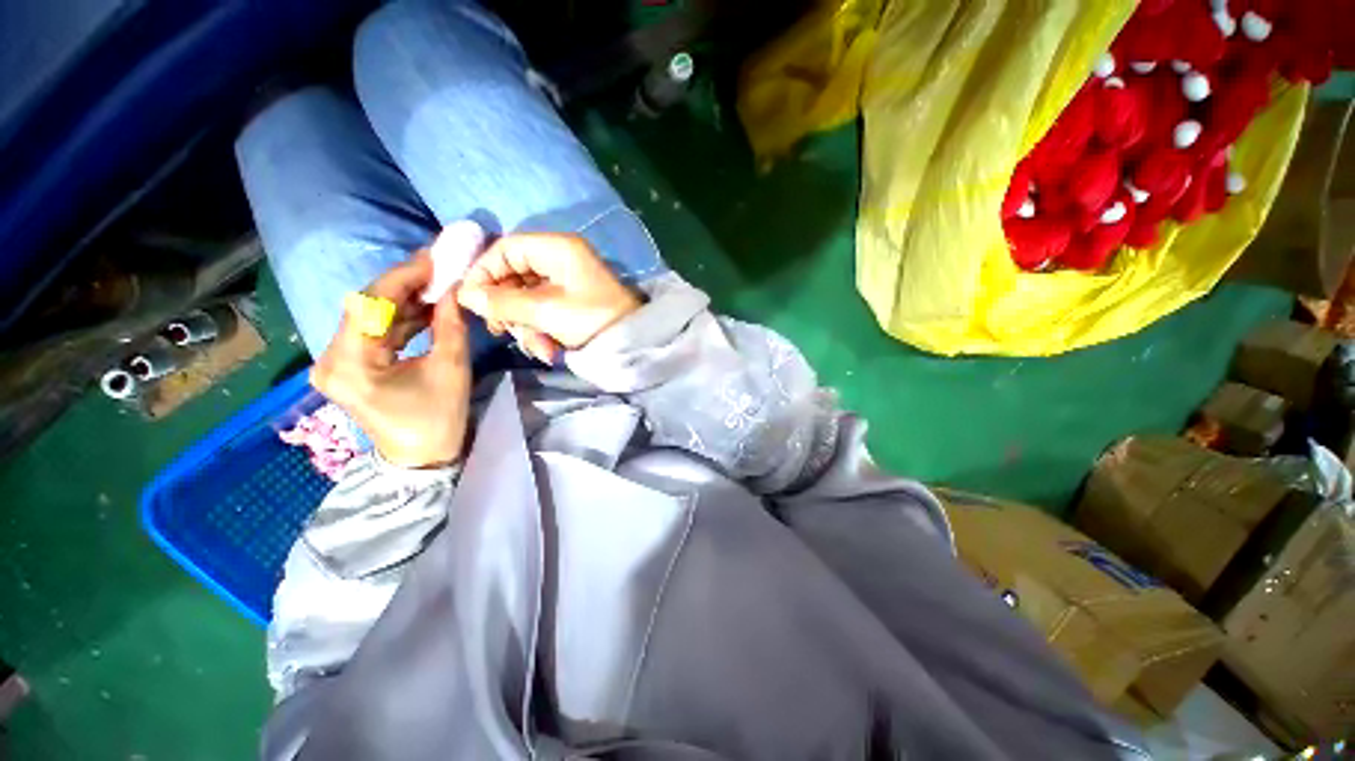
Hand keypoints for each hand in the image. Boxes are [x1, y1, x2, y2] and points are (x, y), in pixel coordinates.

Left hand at [311, 252, 470, 469]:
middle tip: (440, 268)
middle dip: (406, 285)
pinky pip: (376, 331)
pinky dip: (402, 317)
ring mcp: (337, 361)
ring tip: (439, 284)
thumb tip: (453, 288)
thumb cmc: (437, 419)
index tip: (435, 257)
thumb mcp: (451, 370)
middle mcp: (331, 357)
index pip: (370, 303)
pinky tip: (427, 307)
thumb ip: (450, 325)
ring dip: (406, 300)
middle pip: (367, 306)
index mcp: (350, 362)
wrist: (421, 458)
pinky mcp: (350, 364)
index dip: (404, 276)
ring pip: (372, 316)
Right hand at [456, 233, 640, 361]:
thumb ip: (503, 302)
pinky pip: (544, 311)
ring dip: (526, 326)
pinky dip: (541, 330)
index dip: (483, 272)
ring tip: (539, 347)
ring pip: (527, 298)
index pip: (505, 248)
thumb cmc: (590, 320)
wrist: (632, 344)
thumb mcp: (544, 311)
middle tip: (502, 330)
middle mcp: (560, 260)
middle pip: (513, 275)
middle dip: (508, 308)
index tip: (470, 300)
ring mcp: (567, 283)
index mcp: (557, 248)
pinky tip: (549, 350)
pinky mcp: (572, 303)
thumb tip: (466, 296)